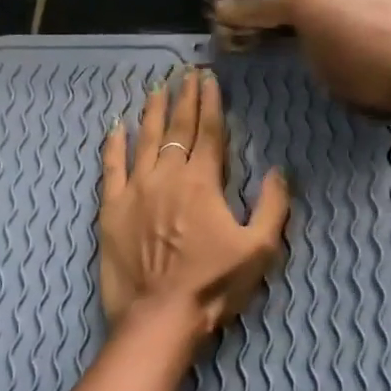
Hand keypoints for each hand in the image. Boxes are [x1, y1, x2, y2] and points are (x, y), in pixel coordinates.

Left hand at [99, 68, 289, 335]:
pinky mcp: (111, 209)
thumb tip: (279, 171)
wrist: (159, 316)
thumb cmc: (213, 286)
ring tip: (156, 89)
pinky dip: (113, 145)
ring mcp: (135, 190)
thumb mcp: (260, 250)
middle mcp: (167, 176)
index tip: (208, 78)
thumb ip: (273, 206)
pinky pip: (110, 168)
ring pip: (144, 140)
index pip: (208, 131)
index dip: (210, 102)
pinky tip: (116, 127)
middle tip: (185, 74)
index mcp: (203, 183)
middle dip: (184, 98)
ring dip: (152, 113)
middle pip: (177, 128)